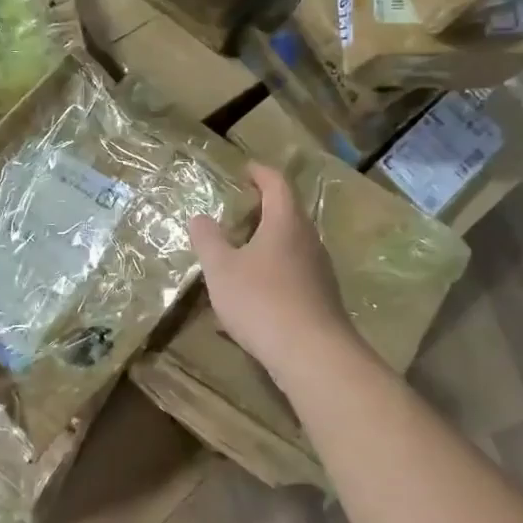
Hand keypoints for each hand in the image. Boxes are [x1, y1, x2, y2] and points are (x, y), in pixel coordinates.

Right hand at [188, 163, 358, 376]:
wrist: (311, 353)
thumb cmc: (261, 301)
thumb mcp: (222, 270)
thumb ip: (208, 240)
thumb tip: (199, 217)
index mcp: (286, 223)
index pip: (277, 184)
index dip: (261, 173)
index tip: (245, 170)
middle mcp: (309, 240)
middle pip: (289, 214)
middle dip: (264, 209)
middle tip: (238, 212)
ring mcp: (320, 270)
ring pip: (293, 245)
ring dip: (270, 243)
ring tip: (243, 252)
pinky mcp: (322, 298)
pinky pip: (295, 273)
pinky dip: (275, 271)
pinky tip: (256, 293)